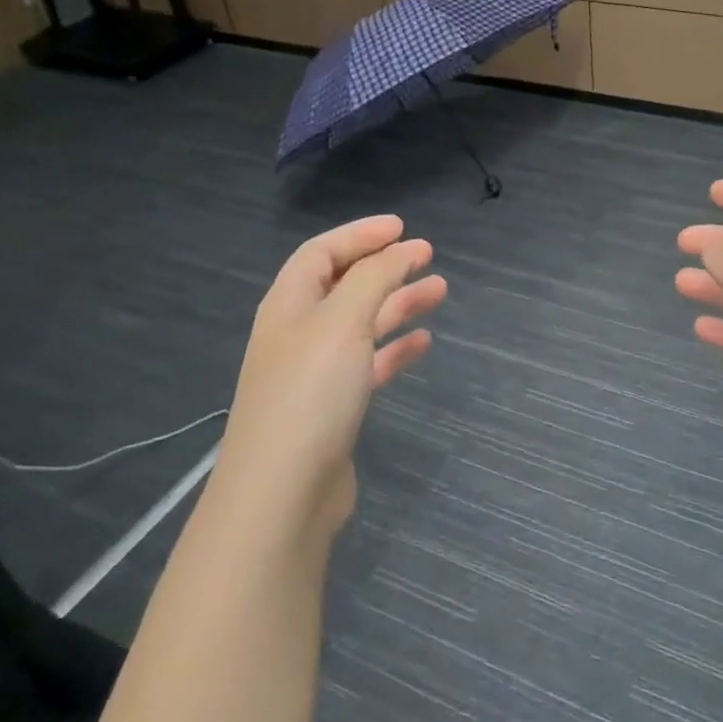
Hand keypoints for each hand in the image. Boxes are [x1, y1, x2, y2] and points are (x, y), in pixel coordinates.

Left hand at [224, 215, 446, 532]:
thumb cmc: (310, 393)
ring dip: (398, 304)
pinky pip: (369, 364)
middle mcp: (298, 332)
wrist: (283, 493)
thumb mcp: (343, 321)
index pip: (322, 252)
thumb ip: (374, 278)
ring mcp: (315, 372)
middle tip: (427, 256)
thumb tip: (400, 249)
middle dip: (385, 267)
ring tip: (440, 291)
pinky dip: (395, 348)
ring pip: (362, 324)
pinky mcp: (333, 407)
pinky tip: (423, 343)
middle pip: (344, 285)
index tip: (402, 227)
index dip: (360, 235)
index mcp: (289, 304)